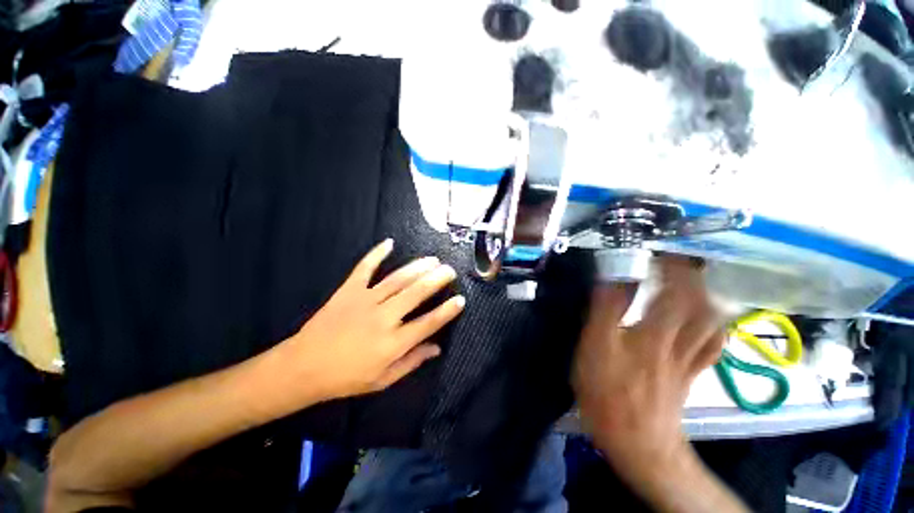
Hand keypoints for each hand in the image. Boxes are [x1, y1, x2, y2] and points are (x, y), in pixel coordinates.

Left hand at [281, 239, 464, 400]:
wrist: (308, 364)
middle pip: (416, 294)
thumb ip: (410, 362)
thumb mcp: (383, 380)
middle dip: (436, 280)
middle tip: (450, 270)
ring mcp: (365, 300)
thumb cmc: (346, 378)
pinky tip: (389, 243)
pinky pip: (364, 268)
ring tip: (432, 260)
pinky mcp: (347, 291)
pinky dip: (376, 254)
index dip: (447, 311)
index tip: (460, 300)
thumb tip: (435, 349)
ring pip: (397, 280)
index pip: (428, 323)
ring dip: (416, 268)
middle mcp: (384, 317)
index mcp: (394, 343)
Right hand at [573, 257, 725, 485]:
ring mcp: (691, 355)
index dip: (669, 258)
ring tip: (693, 284)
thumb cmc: (611, 401)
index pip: (671, 282)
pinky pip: (713, 345)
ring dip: (704, 295)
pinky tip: (706, 321)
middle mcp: (679, 337)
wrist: (639, 444)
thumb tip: (614, 273)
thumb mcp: (594, 356)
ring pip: (710, 317)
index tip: (659, 243)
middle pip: (697, 295)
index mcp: (655, 330)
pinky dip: (713, 328)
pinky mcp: (694, 372)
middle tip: (677, 259)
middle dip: (690, 272)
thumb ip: (605, 312)